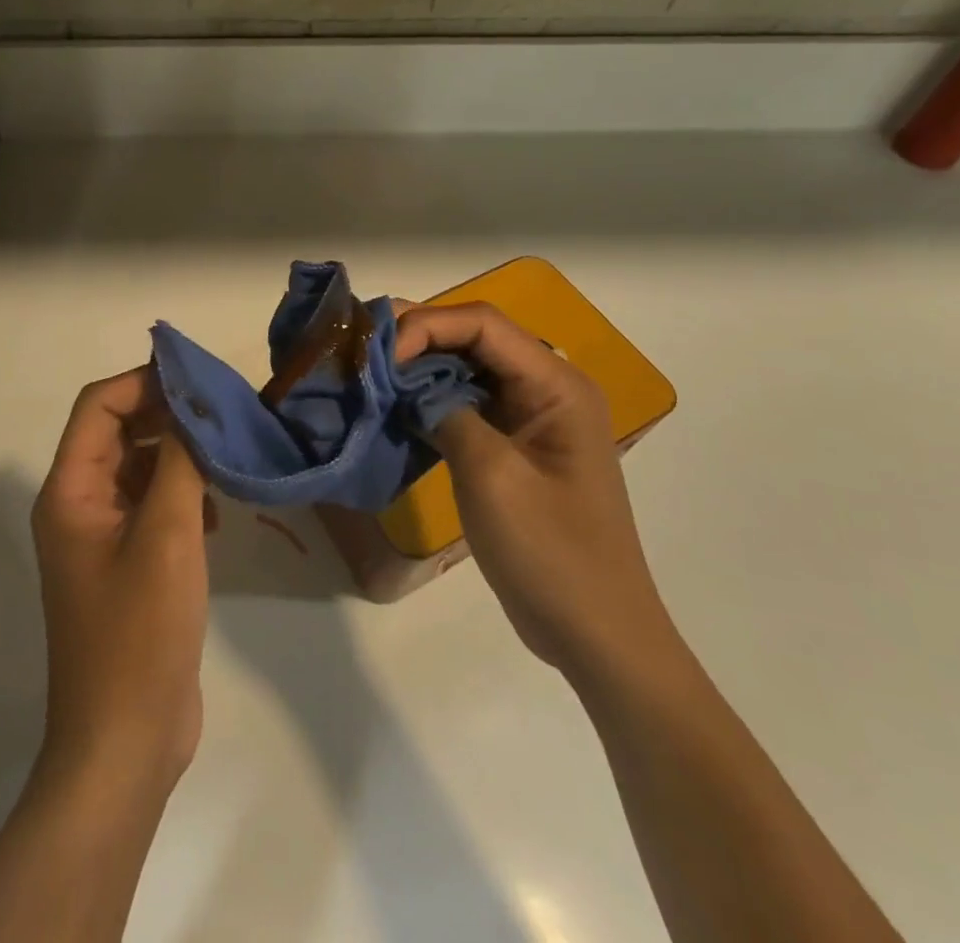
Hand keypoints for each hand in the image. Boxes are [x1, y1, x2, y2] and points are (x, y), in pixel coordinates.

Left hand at [32, 367, 210, 794]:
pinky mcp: (130, 564)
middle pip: (119, 432)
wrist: (126, 742)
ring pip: (140, 467)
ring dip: (180, 455)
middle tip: (222, 410)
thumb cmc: (139, 632)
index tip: (197, 378)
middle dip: (167, 415)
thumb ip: (179, 461)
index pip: (98, 406)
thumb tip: (191, 405)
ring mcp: (104, 537)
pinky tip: (219, 511)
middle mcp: (79, 506)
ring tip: (227, 454)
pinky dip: (184, 494)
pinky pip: (153, 505)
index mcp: (70, 492)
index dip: (143, 382)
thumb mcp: (166, 535)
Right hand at [394, 302, 682, 686]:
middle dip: (419, 340)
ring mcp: (530, 418)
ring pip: (467, 370)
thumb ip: (446, 412)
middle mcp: (546, 388)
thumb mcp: (492, 476)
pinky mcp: (513, 445)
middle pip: (475, 339)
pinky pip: (467, 405)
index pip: (483, 324)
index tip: (380, 355)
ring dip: (420, 370)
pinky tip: (395, 409)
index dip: (427, 326)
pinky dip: (430, 401)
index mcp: (556, 385)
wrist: (595, 634)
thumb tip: (405, 383)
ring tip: (370, 375)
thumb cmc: (551, 553)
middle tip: (364, 354)